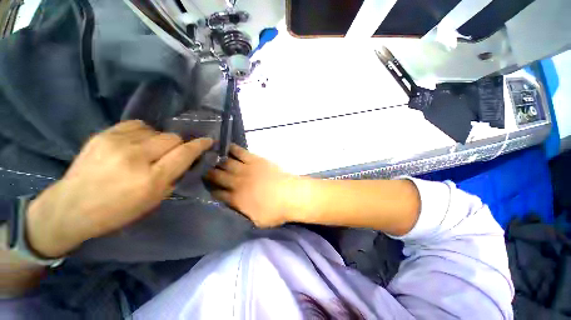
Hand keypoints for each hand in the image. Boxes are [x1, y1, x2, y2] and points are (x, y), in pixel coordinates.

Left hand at [26, 120, 212, 257]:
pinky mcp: (103, 134)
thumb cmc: (117, 211)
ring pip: (156, 131)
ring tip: (149, 150)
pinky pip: (137, 125)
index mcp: (151, 179)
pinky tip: (137, 142)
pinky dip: (144, 132)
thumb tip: (186, 160)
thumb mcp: (154, 200)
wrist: (71, 207)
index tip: (208, 140)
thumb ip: (173, 177)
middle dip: (178, 144)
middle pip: (172, 138)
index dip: (200, 145)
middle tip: (171, 154)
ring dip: (159, 140)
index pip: (185, 153)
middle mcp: (136, 158)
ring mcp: (117, 143)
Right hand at [206, 145, 306, 227]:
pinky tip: (226, 146)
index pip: (217, 194)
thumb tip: (233, 207)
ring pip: (226, 163)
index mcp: (236, 200)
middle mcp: (237, 183)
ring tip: (209, 156)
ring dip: (217, 161)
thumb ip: (242, 213)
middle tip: (201, 169)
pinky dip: (233, 149)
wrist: (290, 195)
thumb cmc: (275, 211)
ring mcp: (246, 170)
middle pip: (218, 177)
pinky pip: (241, 152)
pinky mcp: (255, 160)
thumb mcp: (256, 221)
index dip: (210, 191)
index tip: (204, 187)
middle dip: (208, 174)